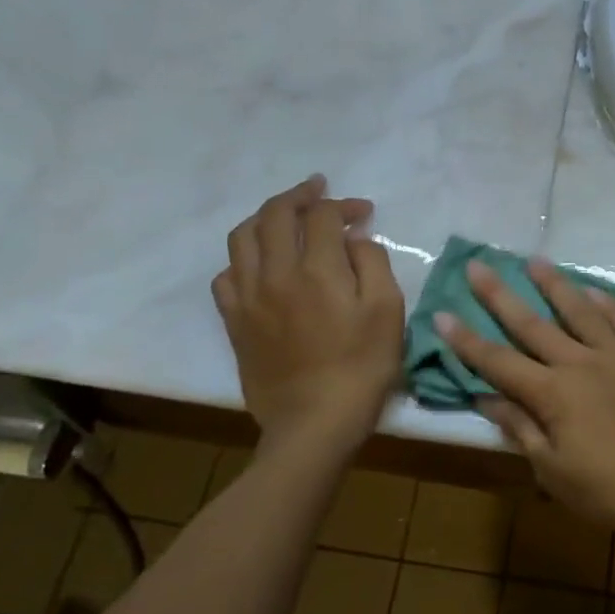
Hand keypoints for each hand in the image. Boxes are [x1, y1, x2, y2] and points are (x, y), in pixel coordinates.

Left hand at [213, 175, 403, 453]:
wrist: (314, 423)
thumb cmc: (362, 368)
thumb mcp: (388, 311)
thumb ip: (373, 263)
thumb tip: (354, 238)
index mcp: (316, 270)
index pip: (322, 215)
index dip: (343, 205)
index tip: (363, 213)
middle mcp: (275, 274)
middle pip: (274, 214)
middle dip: (299, 195)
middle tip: (318, 190)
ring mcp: (248, 298)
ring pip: (241, 237)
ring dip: (264, 217)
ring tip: (284, 216)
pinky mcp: (234, 322)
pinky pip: (226, 275)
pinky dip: (243, 258)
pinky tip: (260, 264)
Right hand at [434, 258, 614, 543]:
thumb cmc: (609, 491)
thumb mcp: (553, 470)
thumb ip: (520, 427)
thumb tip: (485, 397)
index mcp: (553, 394)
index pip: (498, 361)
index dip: (467, 340)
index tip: (443, 314)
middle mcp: (580, 363)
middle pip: (532, 324)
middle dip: (499, 295)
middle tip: (478, 265)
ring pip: (579, 310)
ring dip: (554, 284)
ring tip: (534, 260)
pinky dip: (606, 302)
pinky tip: (592, 290)